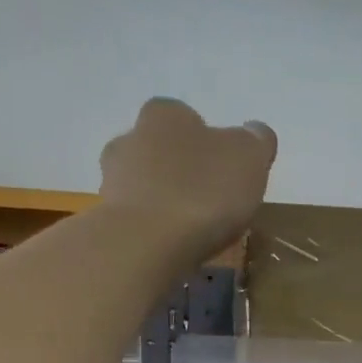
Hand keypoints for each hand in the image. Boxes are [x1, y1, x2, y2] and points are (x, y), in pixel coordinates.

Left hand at [98, 97, 277, 258]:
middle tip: (208, 204)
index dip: (209, 145)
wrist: (145, 244)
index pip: (189, 119)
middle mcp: (131, 136)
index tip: (224, 174)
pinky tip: (169, 248)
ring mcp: (112, 179)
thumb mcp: (249, 159)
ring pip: (144, 185)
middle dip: (182, 172)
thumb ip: (256, 141)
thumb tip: (255, 132)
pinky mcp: (105, 218)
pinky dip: (151, 229)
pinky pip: (135, 219)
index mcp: (167, 114)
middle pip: (162, 151)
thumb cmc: (203, 193)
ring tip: (188, 232)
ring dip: (163, 202)